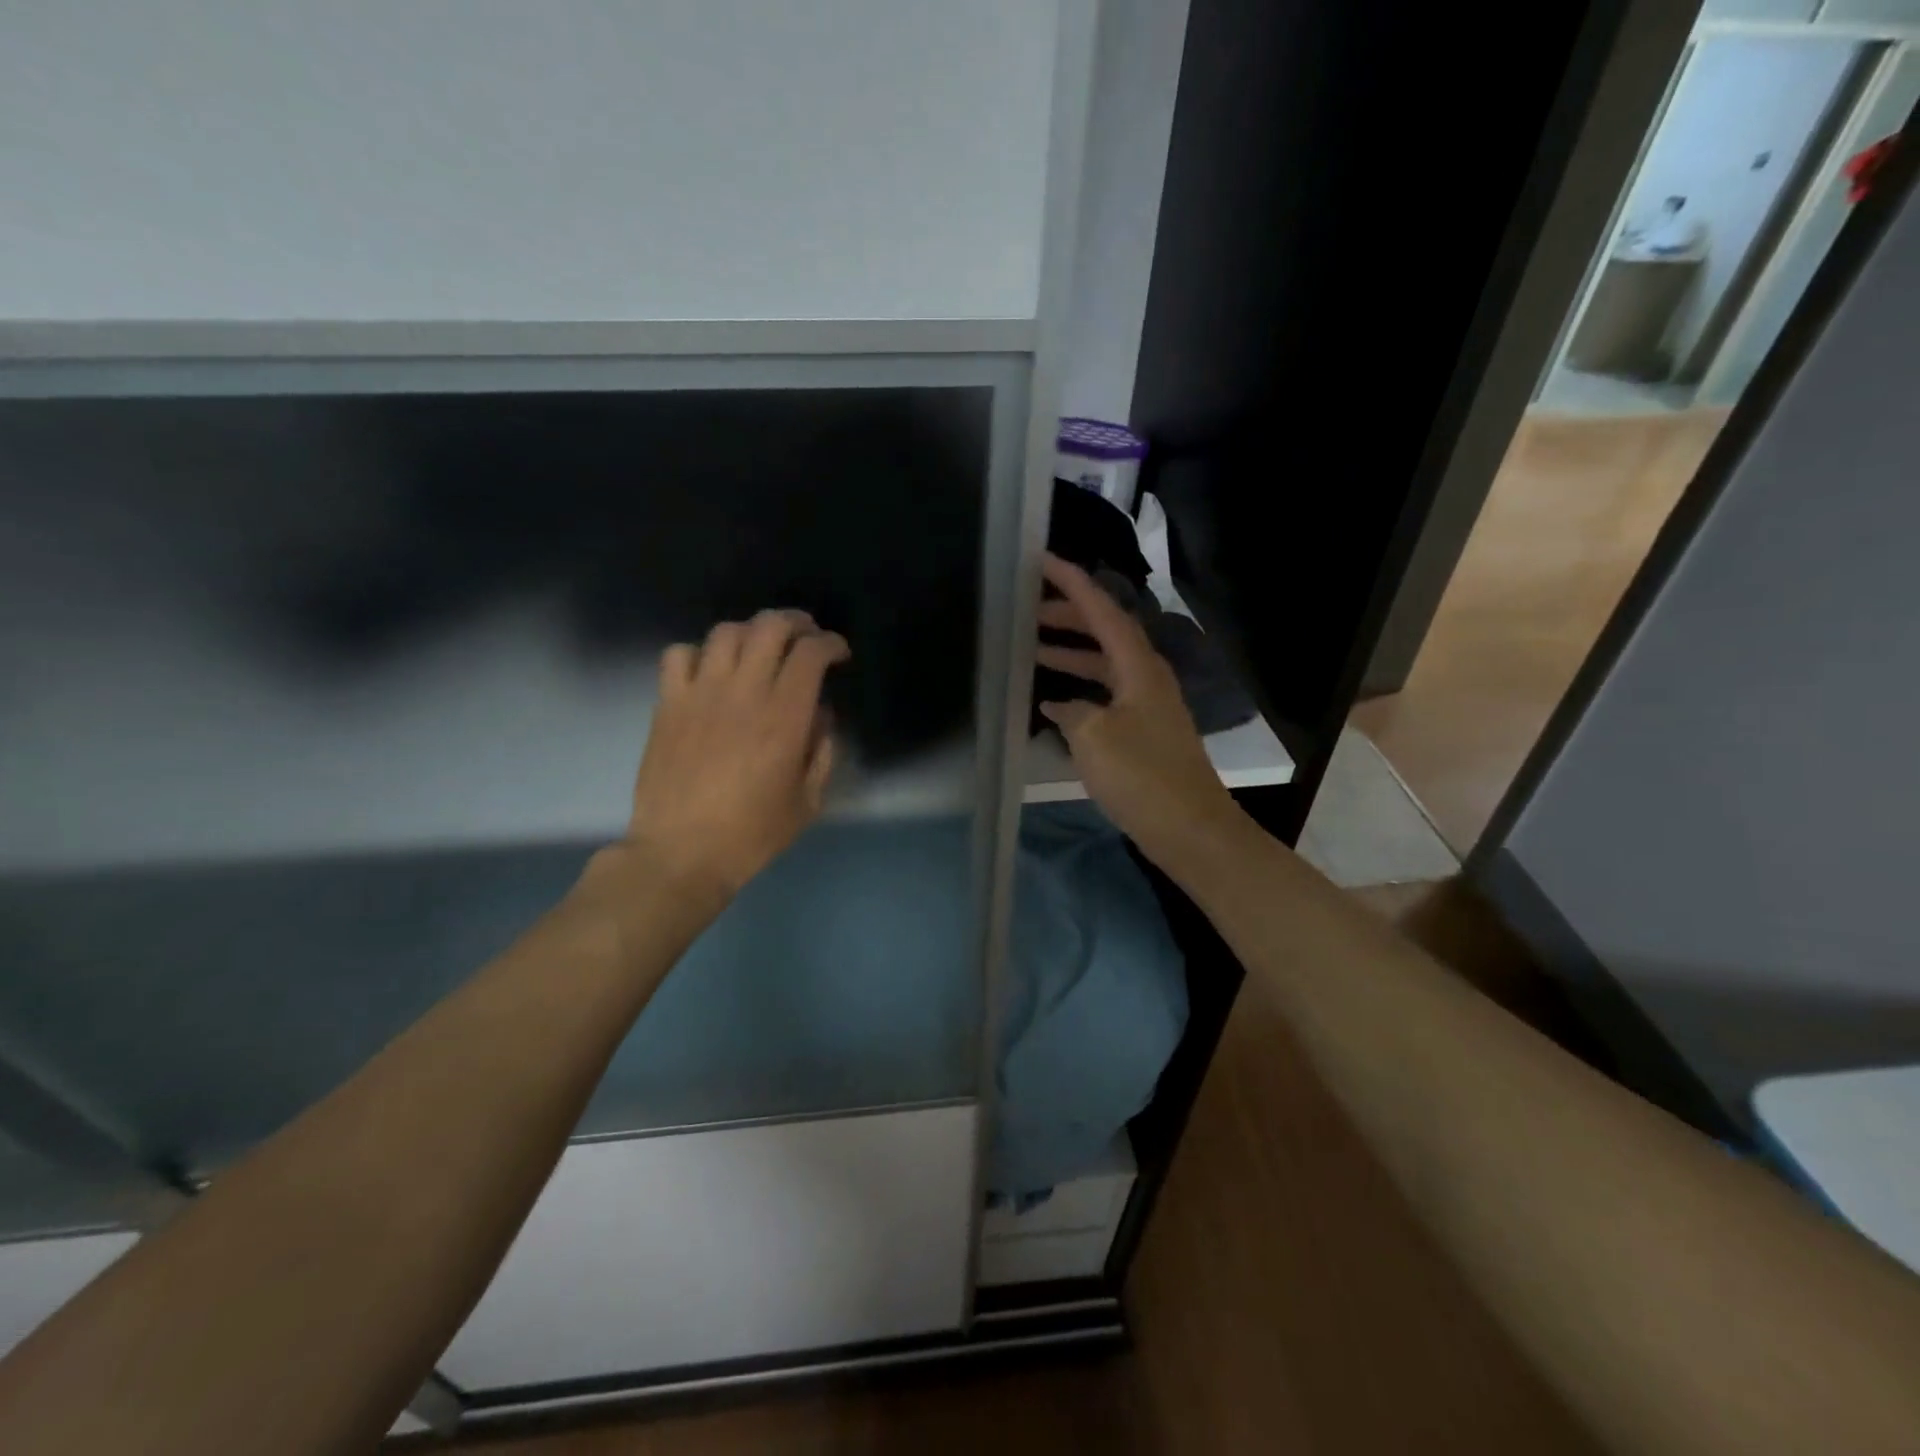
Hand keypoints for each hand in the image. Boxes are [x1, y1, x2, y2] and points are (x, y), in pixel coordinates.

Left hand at [620, 609, 850, 901]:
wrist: (681, 853)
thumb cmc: (751, 834)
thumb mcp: (808, 802)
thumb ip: (822, 751)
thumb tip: (819, 714)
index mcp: (784, 716)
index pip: (811, 653)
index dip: (831, 643)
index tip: (839, 654)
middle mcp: (744, 692)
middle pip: (770, 627)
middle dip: (796, 623)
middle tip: (806, 637)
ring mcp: (700, 693)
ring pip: (726, 632)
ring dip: (751, 632)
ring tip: (759, 649)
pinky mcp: (668, 704)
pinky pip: (679, 654)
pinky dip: (699, 653)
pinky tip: (710, 672)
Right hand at [1035, 553, 1245, 872]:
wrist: (1189, 827)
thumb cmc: (1141, 776)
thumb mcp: (1093, 737)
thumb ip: (1071, 711)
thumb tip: (1062, 705)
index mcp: (1138, 666)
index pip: (1103, 610)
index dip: (1073, 583)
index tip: (1043, 561)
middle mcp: (1146, 676)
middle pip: (1105, 632)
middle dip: (1068, 617)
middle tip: (1029, 610)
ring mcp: (1147, 705)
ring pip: (1104, 665)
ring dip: (1071, 654)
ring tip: (1032, 649)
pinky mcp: (1144, 732)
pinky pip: (1105, 694)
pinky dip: (1079, 690)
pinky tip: (1053, 704)